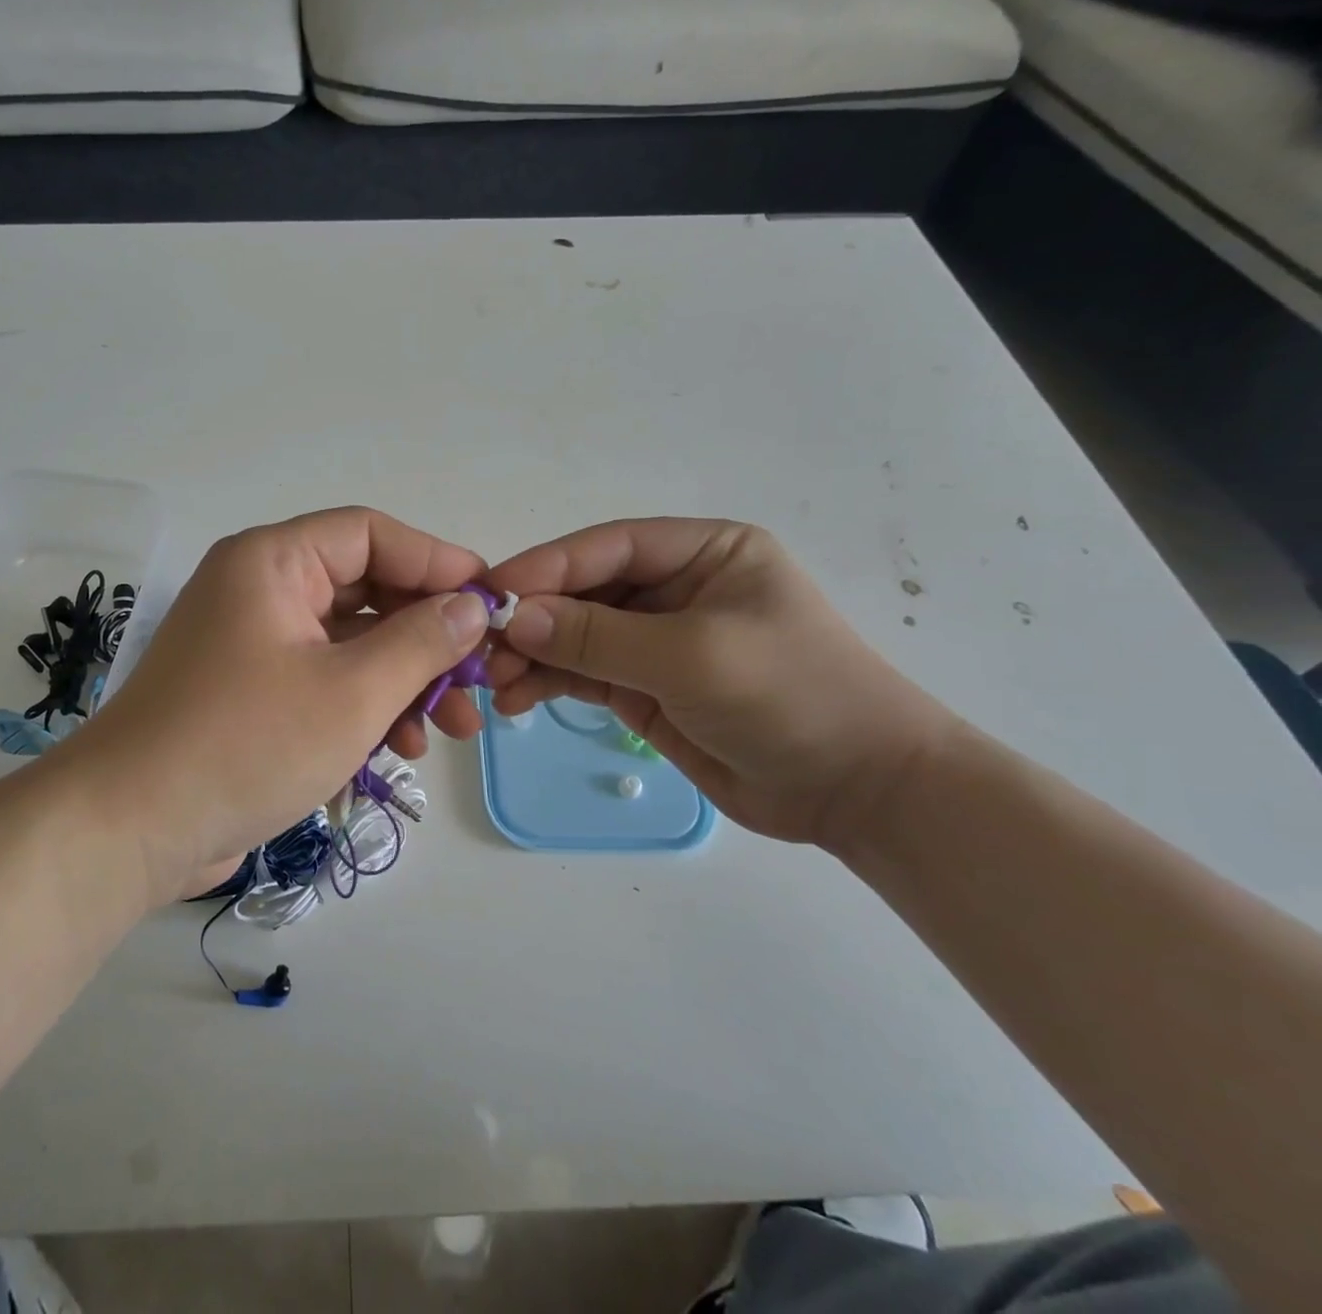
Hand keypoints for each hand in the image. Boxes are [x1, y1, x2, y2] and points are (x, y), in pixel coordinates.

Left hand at [67, 508, 490, 900]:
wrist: (130, 829)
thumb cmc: (246, 744)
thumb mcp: (352, 692)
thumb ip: (421, 641)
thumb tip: (472, 606)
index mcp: (274, 562)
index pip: (371, 535)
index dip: (436, 562)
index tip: (490, 601)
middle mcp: (261, 590)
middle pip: (365, 591)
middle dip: (427, 638)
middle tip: (478, 678)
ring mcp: (254, 644)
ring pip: (350, 644)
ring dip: (404, 681)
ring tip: (452, 729)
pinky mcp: (252, 694)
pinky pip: (324, 681)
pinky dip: (365, 706)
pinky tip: (401, 747)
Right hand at [485, 519, 957, 847]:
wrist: (856, 791)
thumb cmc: (791, 697)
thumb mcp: (693, 656)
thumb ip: (599, 637)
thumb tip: (515, 618)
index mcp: (702, 552)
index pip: (608, 547)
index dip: (547, 566)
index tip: (491, 592)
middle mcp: (675, 588)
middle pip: (584, 591)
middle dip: (533, 618)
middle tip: (483, 649)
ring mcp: (656, 640)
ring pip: (575, 635)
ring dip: (533, 655)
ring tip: (494, 683)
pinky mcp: (643, 687)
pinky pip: (582, 674)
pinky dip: (547, 684)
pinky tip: (517, 700)